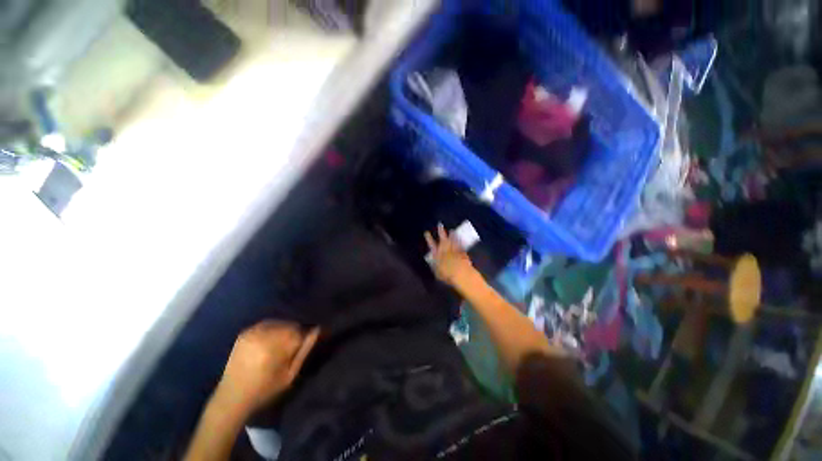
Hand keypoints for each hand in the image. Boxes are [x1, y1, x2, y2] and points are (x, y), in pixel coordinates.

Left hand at [214, 321, 319, 415]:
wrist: (232, 397)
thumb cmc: (265, 390)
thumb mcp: (290, 375)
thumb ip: (304, 351)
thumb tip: (317, 330)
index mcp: (274, 348)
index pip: (300, 332)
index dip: (305, 336)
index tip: (306, 343)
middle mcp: (263, 336)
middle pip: (290, 325)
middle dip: (295, 333)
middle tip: (294, 345)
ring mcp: (252, 333)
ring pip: (279, 323)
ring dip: (285, 329)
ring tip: (283, 343)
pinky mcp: (245, 332)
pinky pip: (267, 323)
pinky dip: (273, 328)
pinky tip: (272, 338)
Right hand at [424, 223, 477, 287]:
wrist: (461, 274)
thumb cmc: (447, 275)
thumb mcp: (437, 273)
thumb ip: (435, 268)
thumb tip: (434, 265)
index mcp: (437, 255)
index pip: (432, 245)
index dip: (429, 239)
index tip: (427, 232)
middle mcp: (445, 250)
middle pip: (443, 239)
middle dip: (441, 231)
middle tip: (440, 224)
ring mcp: (454, 250)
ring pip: (452, 240)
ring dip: (452, 235)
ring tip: (451, 230)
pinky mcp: (462, 252)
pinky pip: (460, 244)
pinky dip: (459, 240)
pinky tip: (460, 237)